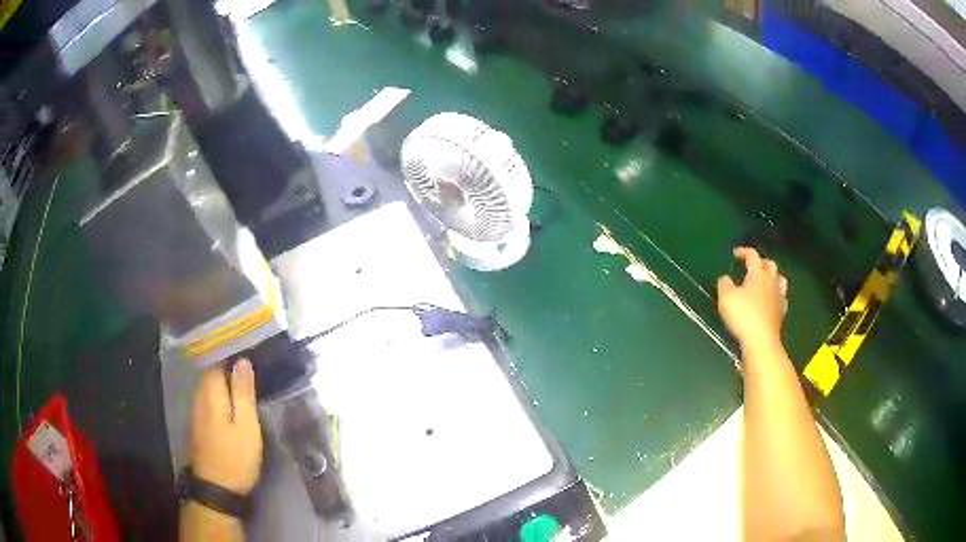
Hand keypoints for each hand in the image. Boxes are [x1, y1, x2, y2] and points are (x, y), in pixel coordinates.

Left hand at [190, 359, 262, 495]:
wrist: (217, 488)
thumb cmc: (236, 456)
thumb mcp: (246, 425)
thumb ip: (243, 392)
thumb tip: (242, 360)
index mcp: (210, 393)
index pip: (218, 364)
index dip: (233, 362)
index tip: (252, 366)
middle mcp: (199, 398)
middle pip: (212, 376)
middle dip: (229, 375)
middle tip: (252, 382)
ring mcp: (196, 413)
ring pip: (210, 390)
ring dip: (225, 389)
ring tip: (245, 395)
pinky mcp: (199, 426)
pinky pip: (209, 403)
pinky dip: (220, 402)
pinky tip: (232, 412)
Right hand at [717, 247, 788, 351]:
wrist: (761, 340)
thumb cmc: (743, 316)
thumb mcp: (726, 298)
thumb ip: (724, 284)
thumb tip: (725, 278)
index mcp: (758, 274)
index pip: (753, 256)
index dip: (744, 252)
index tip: (736, 254)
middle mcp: (771, 281)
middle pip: (770, 265)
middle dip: (761, 262)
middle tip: (752, 265)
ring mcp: (779, 297)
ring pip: (780, 279)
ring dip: (773, 276)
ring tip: (765, 280)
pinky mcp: (781, 312)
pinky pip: (782, 298)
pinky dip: (776, 295)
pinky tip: (771, 301)